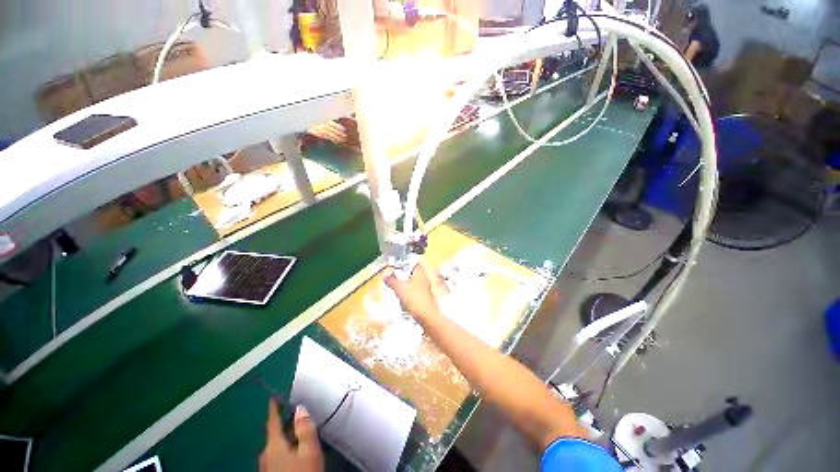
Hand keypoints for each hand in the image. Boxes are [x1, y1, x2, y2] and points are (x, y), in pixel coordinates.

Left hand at [260, 400, 322, 471]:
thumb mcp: (309, 451)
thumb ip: (305, 429)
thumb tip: (300, 408)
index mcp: (274, 446)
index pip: (272, 422)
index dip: (274, 409)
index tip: (274, 397)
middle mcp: (266, 456)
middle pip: (272, 436)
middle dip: (281, 425)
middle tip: (293, 414)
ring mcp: (266, 469)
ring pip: (274, 448)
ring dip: (283, 438)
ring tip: (295, 432)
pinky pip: (275, 458)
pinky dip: (283, 450)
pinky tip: (292, 453)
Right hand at [384, 263, 442, 320]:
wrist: (426, 316)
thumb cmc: (414, 298)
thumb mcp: (399, 288)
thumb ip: (392, 280)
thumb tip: (386, 274)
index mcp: (420, 272)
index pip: (414, 263)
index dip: (406, 263)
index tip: (397, 265)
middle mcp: (424, 279)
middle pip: (413, 273)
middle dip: (404, 275)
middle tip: (394, 276)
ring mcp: (425, 289)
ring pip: (414, 283)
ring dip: (405, 284)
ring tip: (396, 287)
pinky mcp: (424, 298)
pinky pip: (414, 292)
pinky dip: (408, 293)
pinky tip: (402, 298)